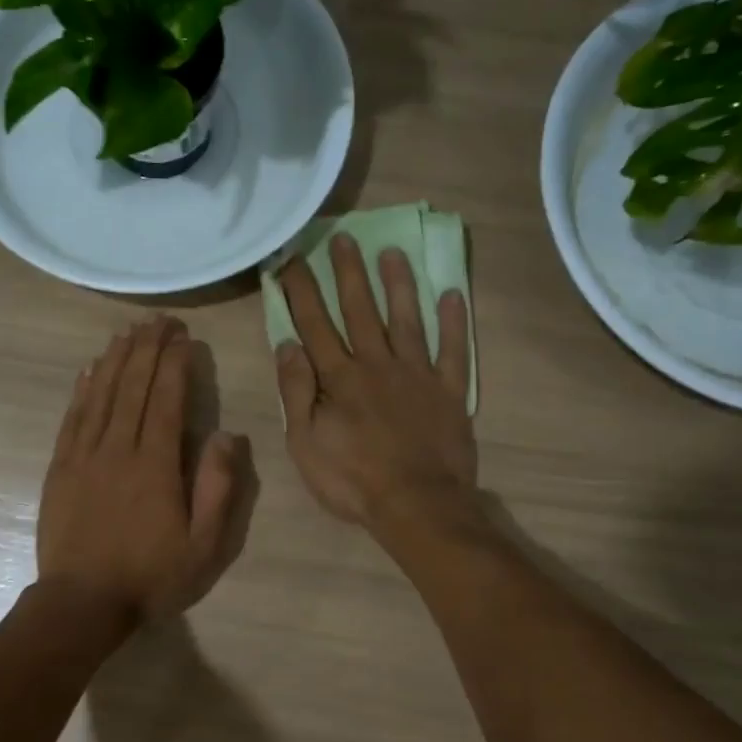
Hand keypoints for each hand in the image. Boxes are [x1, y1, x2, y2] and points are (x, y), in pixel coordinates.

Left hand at [38, 317, 246, 622]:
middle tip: (159, 320)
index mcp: (155, 465)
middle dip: (147, 348)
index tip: (184, 337)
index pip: (165, 399)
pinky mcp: (60, 468)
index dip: (174, 363)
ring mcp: (83, 456)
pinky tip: (89, 370)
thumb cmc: (150, 577)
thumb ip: (217, 488)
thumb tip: (226, 435)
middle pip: (131, 386)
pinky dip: (82, 389)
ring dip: (115, 359)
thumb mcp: (203, 545)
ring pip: (100, 394)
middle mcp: (117, 449)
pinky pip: (72, 418)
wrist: (81, 604)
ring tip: (128, 332)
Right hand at [275, 234, 476, 530]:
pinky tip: (453, 295)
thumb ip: (296, 391)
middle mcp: (378, 365)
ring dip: (398, 284)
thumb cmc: (352, 480)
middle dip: (349, 272)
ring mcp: (418, 375)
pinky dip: (454, 323)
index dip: (302, 290)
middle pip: (361, 310)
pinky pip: (454, 351)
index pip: (315, 324)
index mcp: (340, 378)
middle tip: (343, 237)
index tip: (292, 258)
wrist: (416, 504)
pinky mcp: (450, 392)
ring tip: (392, 252)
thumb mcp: (306, 443)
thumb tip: (286, 344)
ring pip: (407, 320)